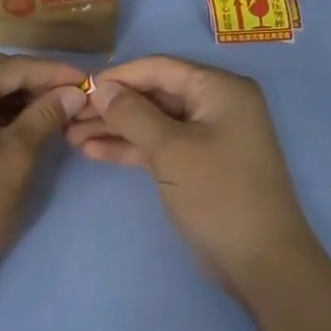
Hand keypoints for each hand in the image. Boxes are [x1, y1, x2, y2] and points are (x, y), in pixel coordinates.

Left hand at [0, 51, 88, 288]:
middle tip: (69, 94)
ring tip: (48, 108)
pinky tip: (15, 121)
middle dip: (30, 81)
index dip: (52, 72)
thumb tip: (74, 91)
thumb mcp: (19, 155)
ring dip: (9, 95)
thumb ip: (46, 114)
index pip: (12, 67)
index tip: (86, 78)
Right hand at [66, 56, 317, 298]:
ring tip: (70, 136)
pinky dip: (130, 147)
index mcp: (220, 89)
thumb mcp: (171, 150)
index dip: (117, 77)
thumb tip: (99, 88)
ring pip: (152, 121)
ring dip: (114, 128)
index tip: (77, 88)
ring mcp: (208, 135)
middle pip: (154, 94)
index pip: (159, 68)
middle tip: (68, 116)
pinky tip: (93, 151)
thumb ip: (132, 114)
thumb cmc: (219, 195)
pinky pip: (159, 145)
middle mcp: (216, 104)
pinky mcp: (198, 163)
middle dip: (111, 105)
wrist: (261, 262)